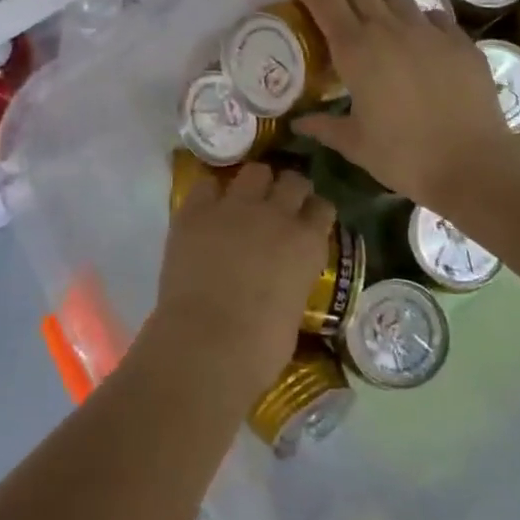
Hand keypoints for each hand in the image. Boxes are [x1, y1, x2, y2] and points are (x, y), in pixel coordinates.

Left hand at [150, 163, 336, 405]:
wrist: (207, 343)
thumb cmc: (259, 347)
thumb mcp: (294, 309)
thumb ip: (293, 279)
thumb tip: (283, 277)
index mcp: (307, 243)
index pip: (322, 208)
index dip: (314, 212)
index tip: (308, 218)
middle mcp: (276, 214)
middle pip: (292, 181)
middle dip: (289, 189)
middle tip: (278, 204)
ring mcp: (235, 207)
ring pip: (254, 172)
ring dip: (254, 183)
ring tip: (245, 198)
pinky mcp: (196, 211)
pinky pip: (207, 184)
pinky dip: (210, 193)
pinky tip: (208, 207)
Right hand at [292, 0, 519, 214]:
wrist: (473, 163)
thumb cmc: (404, 156)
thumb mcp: (355, 144)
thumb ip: (324, 127)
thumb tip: (299, 123)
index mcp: (355, 49)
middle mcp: (389, 28)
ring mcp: (428, 30)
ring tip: (367, 2)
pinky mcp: (459, 39)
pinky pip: (431, 13)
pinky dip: (414, 13)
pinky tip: (414, 30)